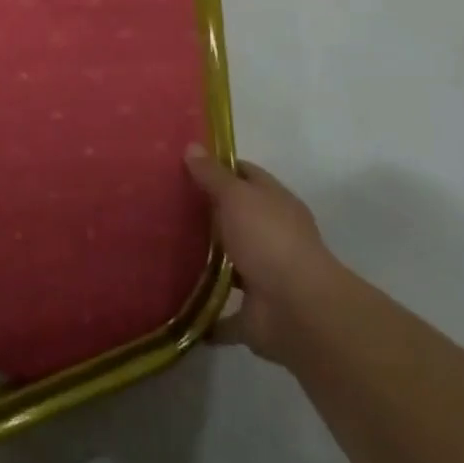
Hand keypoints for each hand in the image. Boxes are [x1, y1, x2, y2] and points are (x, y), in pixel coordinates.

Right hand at [185, 144, 335, 366]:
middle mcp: (273, 237)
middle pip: (237, 219)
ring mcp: (266, 278)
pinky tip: (178, 305)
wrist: (300, 312)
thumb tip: (191, 147)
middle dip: (207, 214)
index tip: (184, 165)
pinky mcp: (256, 316)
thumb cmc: (269, 240)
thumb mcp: (237, 197)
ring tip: (164, 251)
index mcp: (275, 204)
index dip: (219, 167)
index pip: (246, 175)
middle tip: (163, 205)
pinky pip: (226, 314)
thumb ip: (213, 175)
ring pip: (232, 265)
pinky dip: (208, 314)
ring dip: (207, 263)